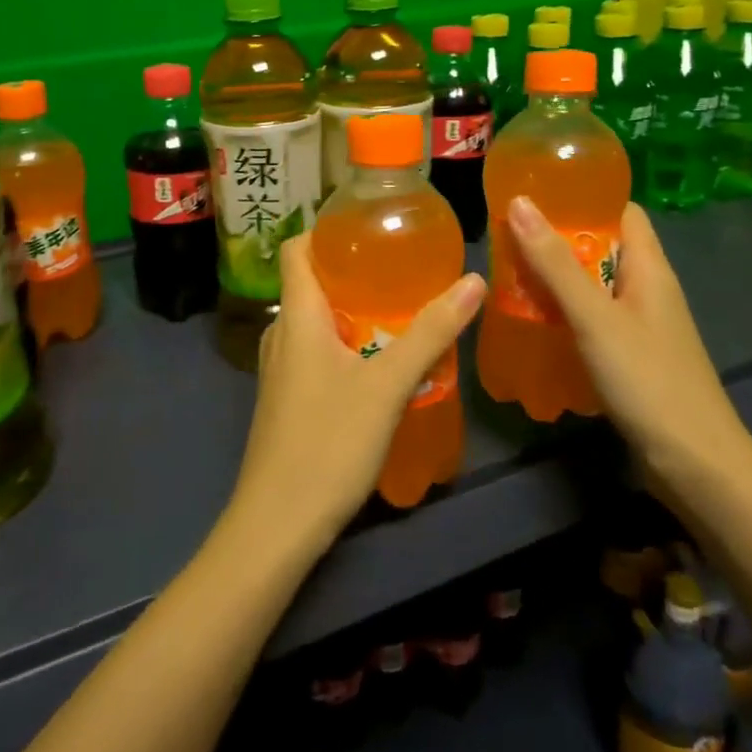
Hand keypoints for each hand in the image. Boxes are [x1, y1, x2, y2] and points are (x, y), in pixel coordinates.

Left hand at [230, 234, 485, 555]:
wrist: (277, 524)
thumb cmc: (328, 443)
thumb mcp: (388, 385)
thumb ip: (431, 332)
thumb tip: (473, 280)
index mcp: (297, 315)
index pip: (297, 247)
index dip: (327, 230)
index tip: (370, 227)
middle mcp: (281, 332)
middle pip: (311, 282)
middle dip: (354, 270)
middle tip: (402, 268)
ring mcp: (279, 368)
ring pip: (315, 320)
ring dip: (353, 310)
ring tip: (399, 309)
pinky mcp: (285, 398)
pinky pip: (314, 351)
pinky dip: (345, 342)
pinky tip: (379, 362)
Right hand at [506, 195, 751, 496]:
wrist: (695, 465)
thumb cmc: (648, 380)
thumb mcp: (595, 317)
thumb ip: (555, 263)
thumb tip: (520, 201)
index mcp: (649, 267)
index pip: (621, 210)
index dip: (584, 195)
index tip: (536, 190)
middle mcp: (646, 289)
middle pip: (600, 246)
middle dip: (556, 238)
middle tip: (505, 233)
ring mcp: (638, 324)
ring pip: (591, 285)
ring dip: (554, 278)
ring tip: (506, 272)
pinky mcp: (628, 355)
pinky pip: (589, 318)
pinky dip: (561, 313)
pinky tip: (529, 320)